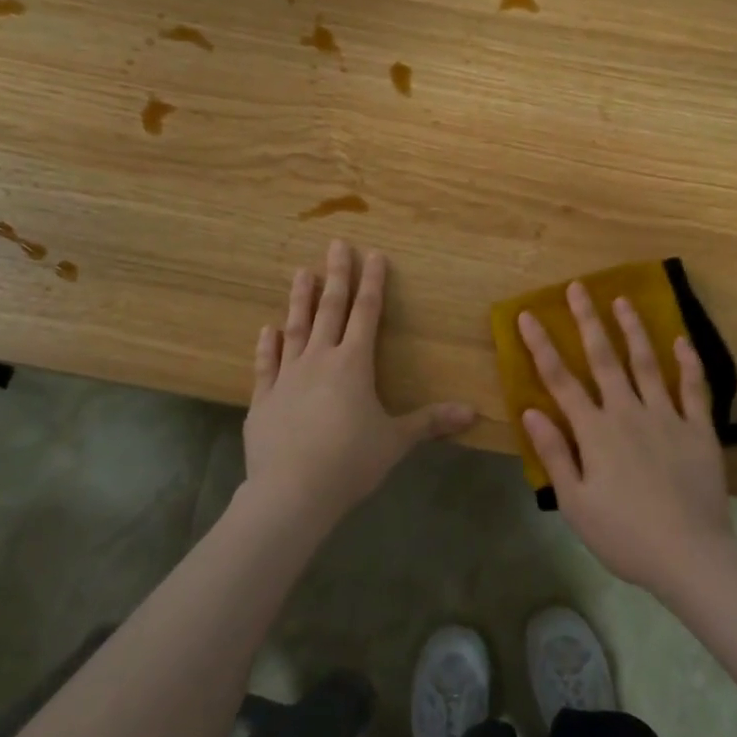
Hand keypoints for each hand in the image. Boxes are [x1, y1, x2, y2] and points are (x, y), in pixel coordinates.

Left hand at [245, 240, 475, 527]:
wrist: (291, 492)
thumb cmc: (350, 462)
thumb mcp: (396, 441)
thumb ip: (430, 422)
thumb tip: (473, 413)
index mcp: (354, 364)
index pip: (367, 314)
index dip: (373, 283)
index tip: (374, 255)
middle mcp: (320, 360)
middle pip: (330, 309)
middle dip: (336, 275)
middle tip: (336, 244)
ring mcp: (287, 377)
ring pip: (296, 328)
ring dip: (299, 300)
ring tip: (301, 272)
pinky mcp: (263, 399)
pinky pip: (266, 365)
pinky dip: (268, 345)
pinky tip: (267, 329)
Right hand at [518, 284, 736, 591]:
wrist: (689, 555)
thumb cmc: (624, 534)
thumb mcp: (576, 503)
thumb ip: (554, 454)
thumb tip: (530, 411)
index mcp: (594, 431)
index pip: (560, 380)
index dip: (541, 345)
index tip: (528, 315)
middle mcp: (627, 412)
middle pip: (604, 358)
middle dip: (587, 320)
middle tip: (578, 287)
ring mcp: (666, 417)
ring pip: (646, 363)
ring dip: (633, 329)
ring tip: (622, 300)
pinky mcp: (698, 429)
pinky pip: (694, 388)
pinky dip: (689, 362)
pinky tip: (682, 340)